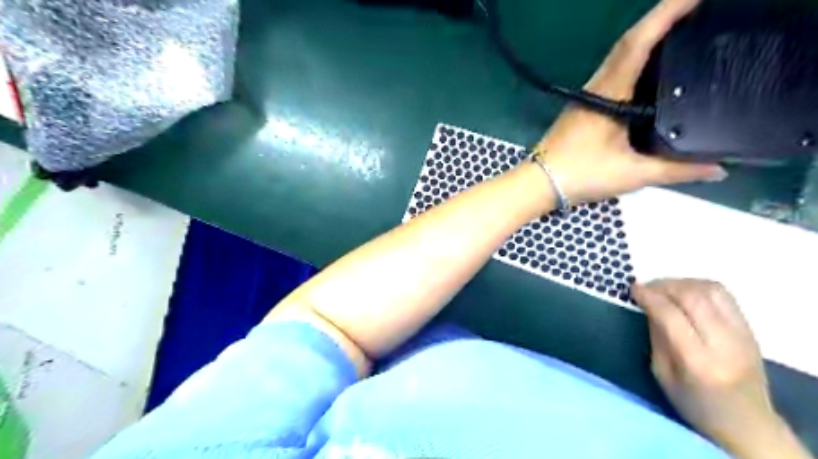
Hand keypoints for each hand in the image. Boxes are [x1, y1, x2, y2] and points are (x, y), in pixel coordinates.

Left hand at [539, 0, 728, 201]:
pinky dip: (636, 63)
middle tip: (700, 9)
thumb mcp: (631, 174)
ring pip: (620, 58)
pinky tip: (653, 72)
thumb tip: (719, 169)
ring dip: (649, 39)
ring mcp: (588, 97)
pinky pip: (614, 74)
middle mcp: (597, 87)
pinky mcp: (584, 108)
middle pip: (630, 43)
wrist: (539, 183)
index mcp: (608, 93)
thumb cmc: (580, 175)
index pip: (638, 42)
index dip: (666, 13)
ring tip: (686, 32)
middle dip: (663, 19)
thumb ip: (675, 170)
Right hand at [631, 279, 809, 457]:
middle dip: (664, 286)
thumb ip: (656, 336)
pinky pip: (723, 295)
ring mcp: (743, 335)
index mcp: (698, 362)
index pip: (671, 316)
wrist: (748, 423)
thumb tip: (648, 305)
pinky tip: (684, 293)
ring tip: (664, 289)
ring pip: (711, 290)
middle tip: (646, 288)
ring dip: (682, 283)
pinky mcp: (750, 329)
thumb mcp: (662, 374)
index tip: (633, 289)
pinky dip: (698, 286)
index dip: (649, 297)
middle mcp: (725, 344)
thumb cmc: (695, 404)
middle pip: (693, 297)